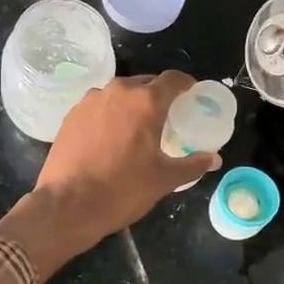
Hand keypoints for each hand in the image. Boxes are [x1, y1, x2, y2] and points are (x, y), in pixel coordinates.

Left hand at [0, 72, 219, 279]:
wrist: (68, 204)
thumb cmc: (123, 189)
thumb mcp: (164, 180)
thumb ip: (192, 165)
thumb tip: (214, 159)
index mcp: (146, 102)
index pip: (172, 79)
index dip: (186, 83)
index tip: (192, 93)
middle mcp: (118, 91)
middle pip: (145, 83)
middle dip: (159, 94)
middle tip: (168, 114)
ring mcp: (91, 101)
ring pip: (119, 93)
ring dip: (132, 103)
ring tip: (138, 125)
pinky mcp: (72, 114)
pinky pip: (99, 105)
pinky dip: (110, 113)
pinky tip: (111, 135)